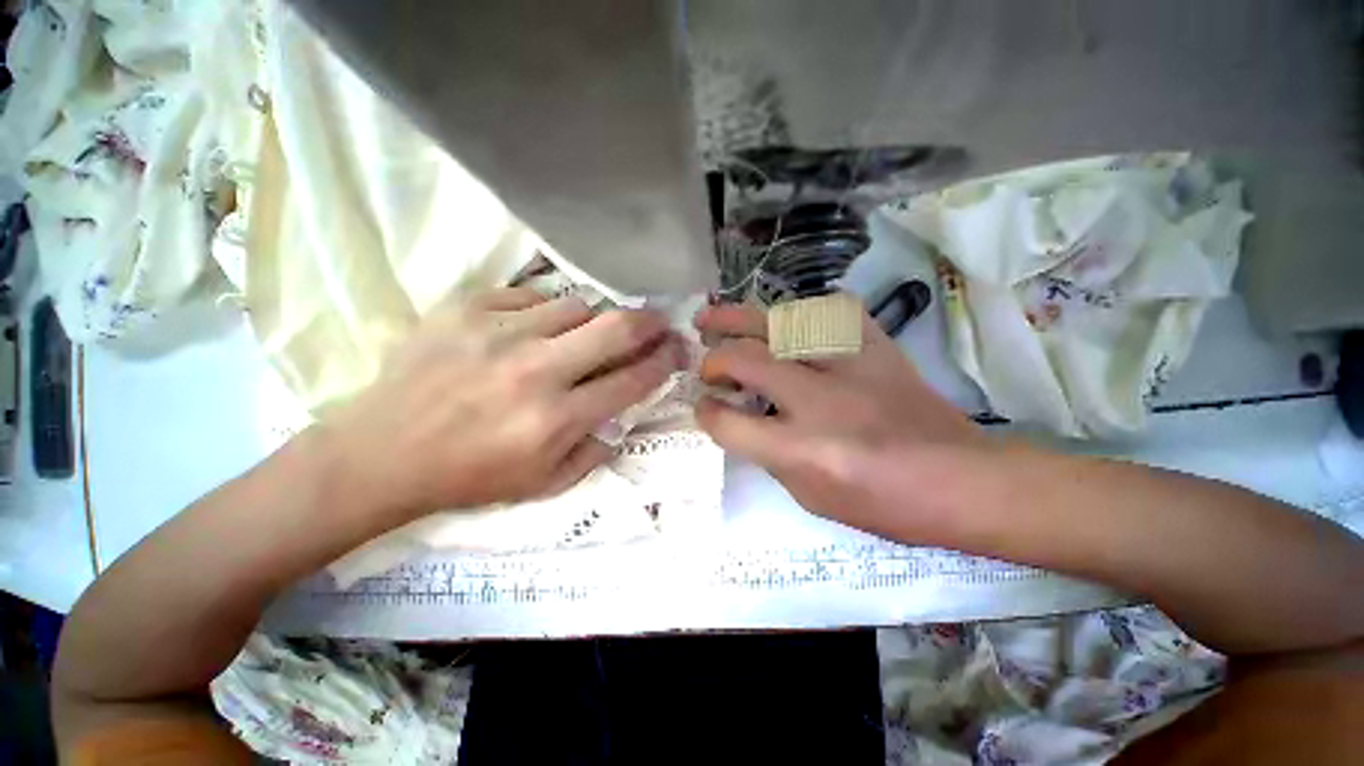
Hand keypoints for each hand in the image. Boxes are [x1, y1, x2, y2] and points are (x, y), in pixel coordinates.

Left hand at [325, 287, 685, 521]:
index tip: (677, 350)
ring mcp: (498, 332)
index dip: (664, 362)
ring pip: (576, 306)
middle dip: (649, 323)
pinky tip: (533, 330)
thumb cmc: (469, 476)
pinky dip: (545, 312)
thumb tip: (621, 414)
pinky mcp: (465, 308)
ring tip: (582, 335)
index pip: (632, 380)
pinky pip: (531, 296)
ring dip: (591, 322)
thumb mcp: (544, 485)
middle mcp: (535, 370)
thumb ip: (595, 450)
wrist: (381, 453)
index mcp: (555, 420)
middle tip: (660, 322)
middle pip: (616, 328)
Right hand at [694, 302, 989, 538]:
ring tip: (714, 316)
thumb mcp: (811, 496)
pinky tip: (780, 319)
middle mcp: (821, 401)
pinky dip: (796, 311)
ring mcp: (851, 365)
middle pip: (747, 360)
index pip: (731, 424)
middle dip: (715, 360)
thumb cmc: (884, 504)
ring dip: (740, 318)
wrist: (962, 479)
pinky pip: (826, 311)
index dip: (707, 413)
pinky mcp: (876, 346)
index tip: (703, 405)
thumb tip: (739, 417)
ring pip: (780, 323)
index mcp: (805, 450)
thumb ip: (767, 454)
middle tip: (704, 362)